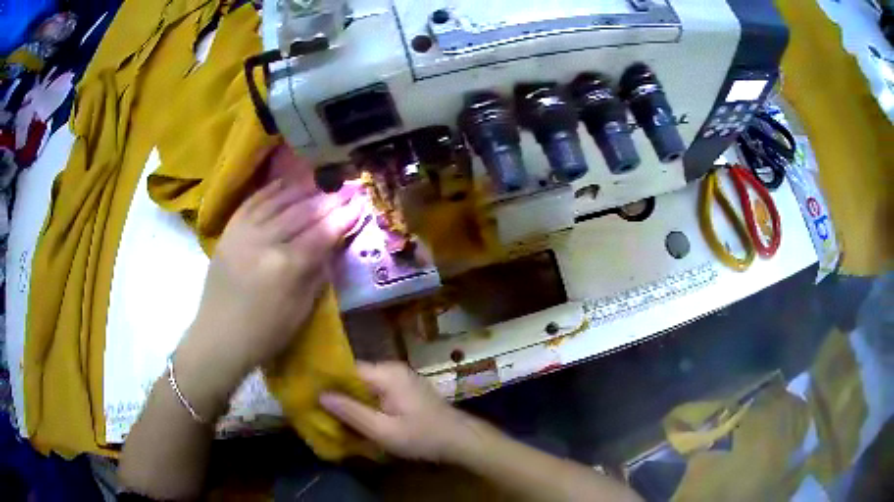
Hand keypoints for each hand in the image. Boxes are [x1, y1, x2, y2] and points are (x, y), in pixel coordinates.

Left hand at [177, 146, 361, 398]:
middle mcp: (264, 242)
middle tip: (343, 192)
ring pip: (277, 201)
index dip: (343, 217)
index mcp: (285, 266)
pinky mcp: (229, 232)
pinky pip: (252, 202)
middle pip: (301, 212)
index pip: (321, 233)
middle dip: (326, 200)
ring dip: (301, 191)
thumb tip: (331, 245)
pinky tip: (285, 184)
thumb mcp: (301, 310)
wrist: (219, 337)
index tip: (359, 203)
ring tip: (318, 185)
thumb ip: (317, 273)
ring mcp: (243, 233)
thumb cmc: (265, 333)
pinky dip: (270, 190)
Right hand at [320, 362, 479, 461]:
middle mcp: (393, 369)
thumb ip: (352, 412)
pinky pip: (378, 390)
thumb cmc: (422, 436)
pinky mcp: (406, 389)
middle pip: (356, 376)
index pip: (347, 369)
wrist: (461, 440)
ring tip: (335, 415)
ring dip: (353, 399)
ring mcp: (401, 378)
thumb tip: (321, 395)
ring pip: (366, 384)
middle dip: (339, 393)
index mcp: (387, 374)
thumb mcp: (384, 430)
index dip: (327, 381)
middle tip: (320, 409)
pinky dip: (367, 402)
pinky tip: (359, 417)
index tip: (309, 394)